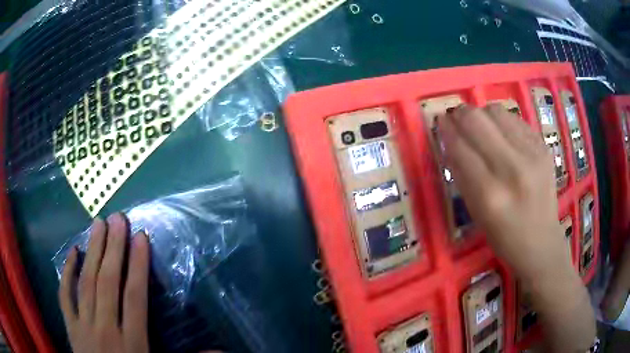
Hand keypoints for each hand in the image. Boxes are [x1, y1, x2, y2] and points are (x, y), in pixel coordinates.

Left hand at [58, 213, 149, 352]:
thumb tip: (221, 350)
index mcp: (132, 343)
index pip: (135, 297)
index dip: (138, 266)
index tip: (141, 237)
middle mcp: (106, 330)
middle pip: (108, 283)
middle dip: (114, 248)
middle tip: (117, 218)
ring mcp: (84, 326)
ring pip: (86, 283)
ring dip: (92, 252)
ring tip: (98, 224)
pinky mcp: (70, 327)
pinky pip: (65, 296)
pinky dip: (66, 273)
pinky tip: (72, 252)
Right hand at [438, 103, 566, 278]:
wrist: (542, 242)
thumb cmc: (504, 237)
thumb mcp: (476, 213)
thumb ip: (462, 174)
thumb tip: (449, 138)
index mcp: (489, 195)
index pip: (460, 148)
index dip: (446, 130)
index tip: (439, 122)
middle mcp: (512, 169)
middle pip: (477, 121)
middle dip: (460, 114)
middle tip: (455, 117)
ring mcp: (532, 155)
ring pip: (496, 112)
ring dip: (481, 114)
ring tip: (480, 125)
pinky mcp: (544, 147)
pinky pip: (515, 119)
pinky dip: (502, 121)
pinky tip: (501, 133)